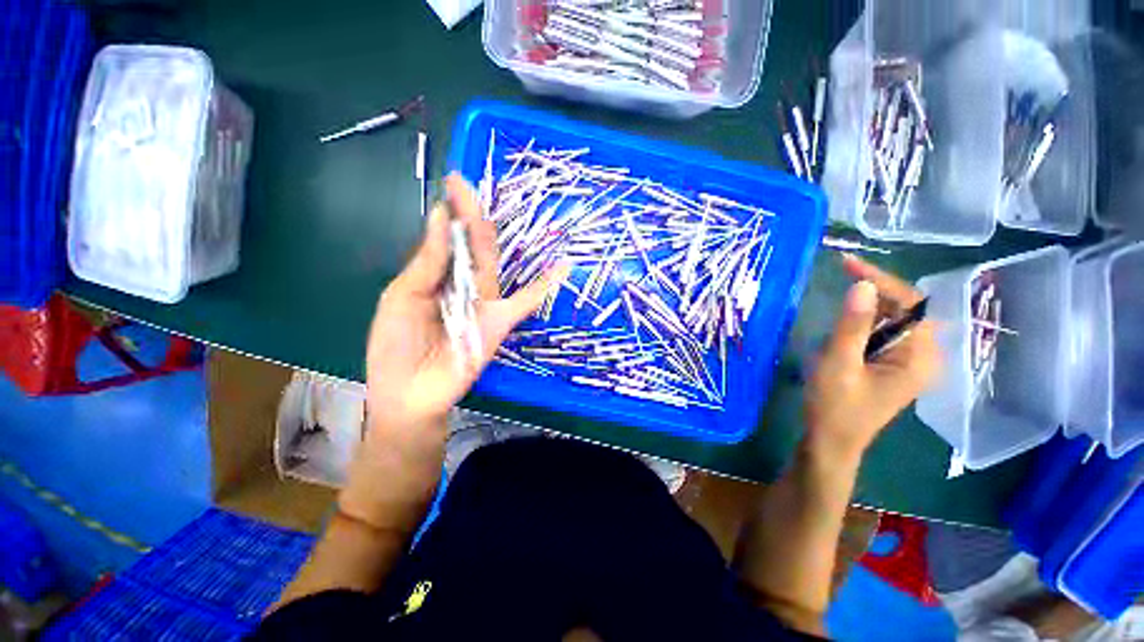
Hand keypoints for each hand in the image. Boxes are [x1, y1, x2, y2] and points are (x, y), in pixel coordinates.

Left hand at [365, 174, 565, 434]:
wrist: (410, 394)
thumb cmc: (396, 347)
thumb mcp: (401, 298)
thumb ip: (427, 263)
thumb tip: (438, 218)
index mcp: (435, 279)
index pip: (445, 240)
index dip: (448, 213)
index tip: (451, 184)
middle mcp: (462, 286)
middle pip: (469, 246)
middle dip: (467, 215)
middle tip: (464, 183)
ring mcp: (484, 303)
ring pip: (491, 264)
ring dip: (492, 236)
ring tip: (490, 207)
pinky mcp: (499, 321)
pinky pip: (526, 302)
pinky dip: (545, 286)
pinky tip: (564, 267)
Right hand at [804, 254, 941, 463]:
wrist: (831, 440)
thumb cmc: (835, 406)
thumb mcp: (838, 363)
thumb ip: (852, 325)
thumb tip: (862, 285)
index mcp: (920, 357)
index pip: (911, 304)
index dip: (881, 280)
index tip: (847, 264)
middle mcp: (923, 355)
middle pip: (905, 308)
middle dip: (875, 289)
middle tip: (841, 272)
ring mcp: (907, 361)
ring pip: (893, 319)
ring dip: (868, 304)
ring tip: (841, 290)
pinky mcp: (891, 365)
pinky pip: (882, 332)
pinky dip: (863, 320)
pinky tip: (844, 321)